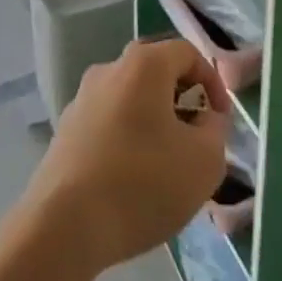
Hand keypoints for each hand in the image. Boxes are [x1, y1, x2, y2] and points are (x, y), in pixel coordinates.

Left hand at [23, 40, 230, 277]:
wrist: (62, 227)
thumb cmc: (142, 184)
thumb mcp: (204, 162)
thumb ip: (215, 131)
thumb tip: (205, 120)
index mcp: (144, 64)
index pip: (188, 53)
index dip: (212, 82)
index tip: (220, 120)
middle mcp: (110, 69)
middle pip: (156, 72)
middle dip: (181, 100)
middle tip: (194, 138)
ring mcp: (82, 100)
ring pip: (130, 99)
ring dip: (152, 121)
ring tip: (164, 164)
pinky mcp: (64, 132)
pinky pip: (107, 123)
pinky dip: (126, 139)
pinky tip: (131, 180)